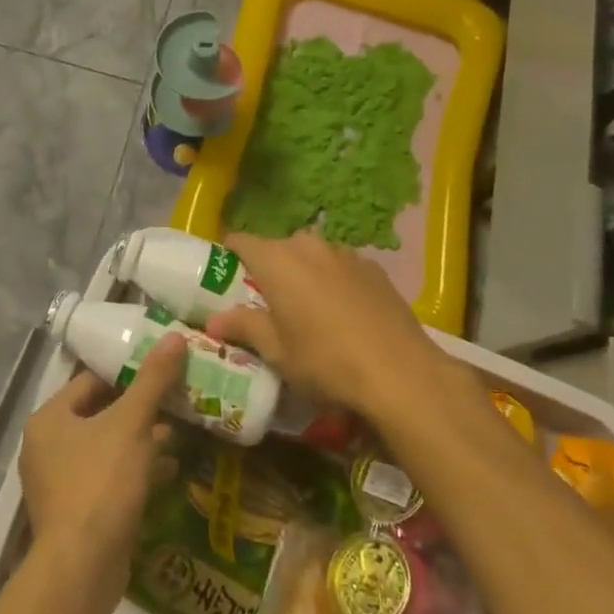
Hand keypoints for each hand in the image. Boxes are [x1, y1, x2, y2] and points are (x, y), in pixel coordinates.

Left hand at [19, 333, 185, 592]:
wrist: (83, 568)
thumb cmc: (102, 482)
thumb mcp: (133, 423)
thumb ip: (153, 379)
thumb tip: (175, 336)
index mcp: (49, 419)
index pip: (90, 381)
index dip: (127, 374)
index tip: (161, 372)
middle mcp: (47, 447)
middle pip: (99, 415)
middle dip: (138, 411)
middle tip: (174, 402)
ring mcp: (58, 483)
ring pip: (106, 449)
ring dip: (140, 442)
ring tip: (177, 435)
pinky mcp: (76, 513)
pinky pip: (108, 479)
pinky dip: (135, 471)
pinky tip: (169, 470)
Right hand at [206, 231, 445, 417]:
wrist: (400, 373)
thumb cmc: (325, 361)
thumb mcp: (276, 352)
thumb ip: (243, 327)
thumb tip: (212, 320)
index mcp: (276, 260)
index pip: (240, 241)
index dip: (229, 255)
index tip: (225, 276)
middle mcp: (308, 245)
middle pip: (278, 248)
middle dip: (269, 269)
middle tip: (266, 303)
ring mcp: (345, 253)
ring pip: (312, 256)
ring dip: (304, 274)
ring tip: (307, 309)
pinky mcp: (374, 268)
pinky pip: (340, 267)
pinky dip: (333, 282)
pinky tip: (343, 314)